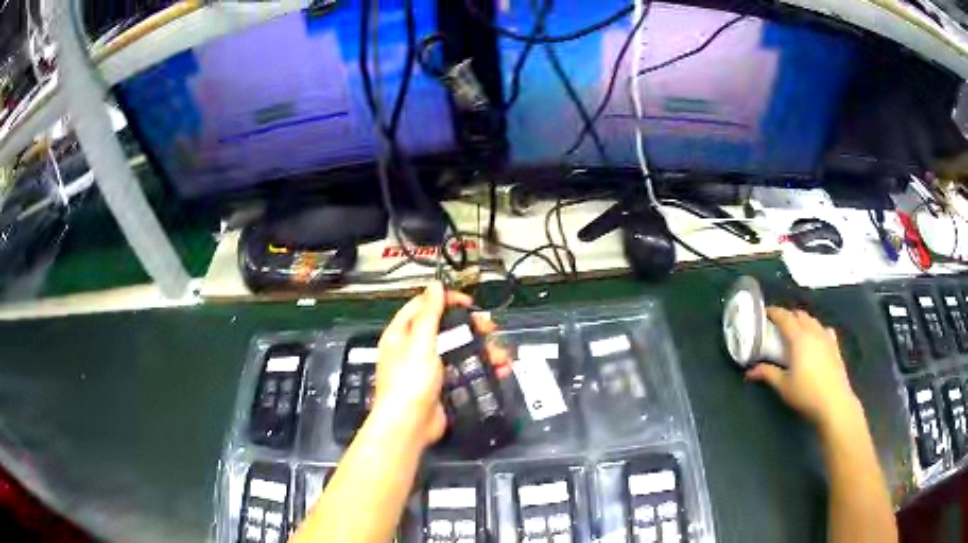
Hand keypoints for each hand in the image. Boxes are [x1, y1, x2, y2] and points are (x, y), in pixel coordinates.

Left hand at [372, 282, 510, 447]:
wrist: (410, 426)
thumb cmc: (410, 381)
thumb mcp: (420, 342)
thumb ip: (429, 313)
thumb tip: (435, 284)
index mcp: (402, 334)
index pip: (424, 306)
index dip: (446, 300)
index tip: (469, 302)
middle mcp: (414, 349)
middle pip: (446, 328)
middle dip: (471, 327)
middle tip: (490, 328)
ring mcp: (431, 369)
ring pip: (461, 351)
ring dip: (483, 350)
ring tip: (501, 355)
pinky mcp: (445, 386)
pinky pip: (466, 371)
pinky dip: (483, 369)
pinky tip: (499, 370)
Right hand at [746, 307, 859, 428]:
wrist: (834, 402)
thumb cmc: (806, 393)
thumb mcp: (783, 386)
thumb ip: (767, 374)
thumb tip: (750, 371)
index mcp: (799, 338)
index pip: (785, 317)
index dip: (774, 312)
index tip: (765, 313)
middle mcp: (813, 332)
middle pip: (800, 315)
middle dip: (788, 316)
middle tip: (778, 325)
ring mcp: (826, 338)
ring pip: (813, 320)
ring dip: (802, 321)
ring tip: (795, 331)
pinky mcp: (835, 346)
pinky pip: (824, 329)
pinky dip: (816, 329)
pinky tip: (816, 339)